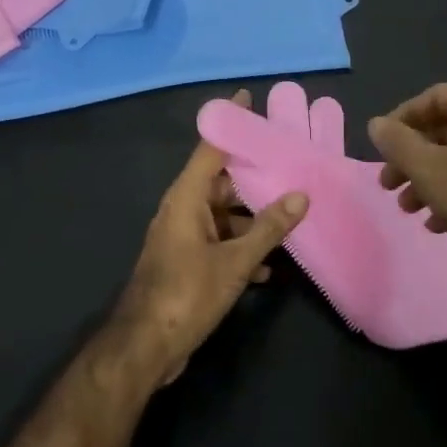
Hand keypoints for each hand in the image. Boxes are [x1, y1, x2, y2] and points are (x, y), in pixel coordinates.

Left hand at [109, 93, 307, 387]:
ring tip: (290, 215)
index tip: (248, 99)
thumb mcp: (234, 261)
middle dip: (254, 176)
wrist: (145, 348)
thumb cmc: (186, 294)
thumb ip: (268, 228)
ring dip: (252, 219)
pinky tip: (270, 266)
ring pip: (223, 215)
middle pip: (221, 182)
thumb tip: (301, 195)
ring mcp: (183, 237)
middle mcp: (182, 210)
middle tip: (289, 164)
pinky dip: (241, 248)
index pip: (211, 148)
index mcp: (187, 198)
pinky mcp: (187, 263)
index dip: (230, 122)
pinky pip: (219, 242)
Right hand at [367, 83, 446, 286]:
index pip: (433, 97)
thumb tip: (376, 124)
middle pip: (443, 129)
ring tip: (406, 207)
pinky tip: (434, 223)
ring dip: (426, 179)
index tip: (380, 145)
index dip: (401, 119)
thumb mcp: (426, 168)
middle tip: (387, 182)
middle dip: (410, 157)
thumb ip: (396, 142)